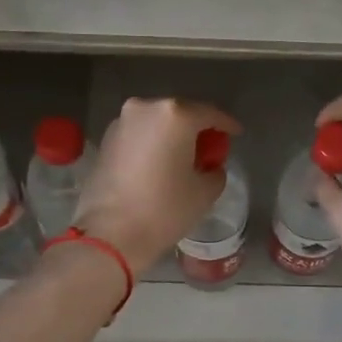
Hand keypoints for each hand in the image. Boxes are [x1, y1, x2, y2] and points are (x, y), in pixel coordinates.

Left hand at [74, 98, 241, 273]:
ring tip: (183, 158)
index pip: (209, 114)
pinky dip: (151, 144)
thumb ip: (215, 170)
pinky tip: (158, 164)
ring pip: (156, 123)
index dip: (226, 125)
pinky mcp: (105, 140)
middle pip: (180, 114)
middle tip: (209, 149)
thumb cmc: (165, 209)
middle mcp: (145, 108)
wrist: (111, 233)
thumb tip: (209, 166)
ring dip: (171, 136)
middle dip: (196, 129)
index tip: (236, 134)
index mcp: (175, 115)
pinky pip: (138, 135)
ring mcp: (121, 122)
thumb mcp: (205, 191)